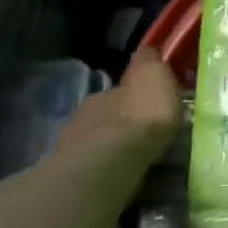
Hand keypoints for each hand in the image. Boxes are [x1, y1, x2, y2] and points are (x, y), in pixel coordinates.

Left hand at [54, 47, 182, 164]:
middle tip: (143, 134)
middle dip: (122, 121)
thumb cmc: (140, 116)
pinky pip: (95, 168)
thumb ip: (148, 63)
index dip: (135, 95)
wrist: (112, 161)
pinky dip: (106, 170)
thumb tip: (146, 51)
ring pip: (97, 141)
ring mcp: (74, 146)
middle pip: (107, 115)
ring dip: (112, 147)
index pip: (120, 89)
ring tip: (134, 159)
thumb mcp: (153, 76)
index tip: (150, 104)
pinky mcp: (74, 175)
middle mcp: (85, 114)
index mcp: (105, 91)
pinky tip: (121, 176)